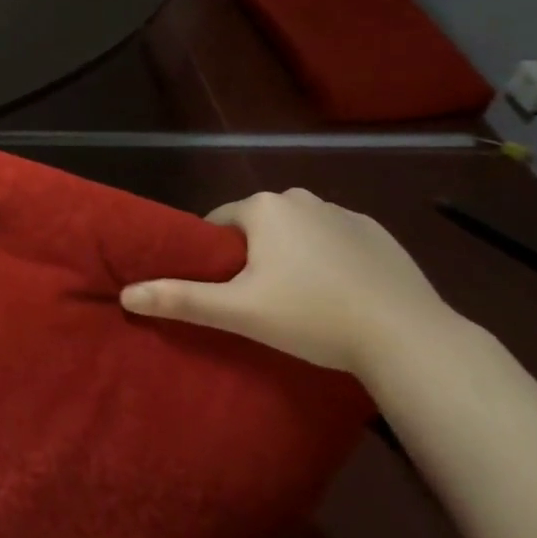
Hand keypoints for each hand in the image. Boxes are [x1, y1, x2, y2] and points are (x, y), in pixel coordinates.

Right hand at [119, 188, 459, 373]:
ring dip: (290, 255)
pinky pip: (335, 240)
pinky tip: (339, 295)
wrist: (410, 339)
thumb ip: (180, 299)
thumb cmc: (313, 317)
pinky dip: (329, 260)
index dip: (215, 256)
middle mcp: (301, 198)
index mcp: (263, 208)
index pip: (218, 223)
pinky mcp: (379, 234)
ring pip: (297, 232)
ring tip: (300, 300)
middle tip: (259, 299)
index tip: (224, 290)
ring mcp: (345, 213)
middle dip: (253, 254)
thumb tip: (125, 295)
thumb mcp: (238, 311)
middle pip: (257, 225)